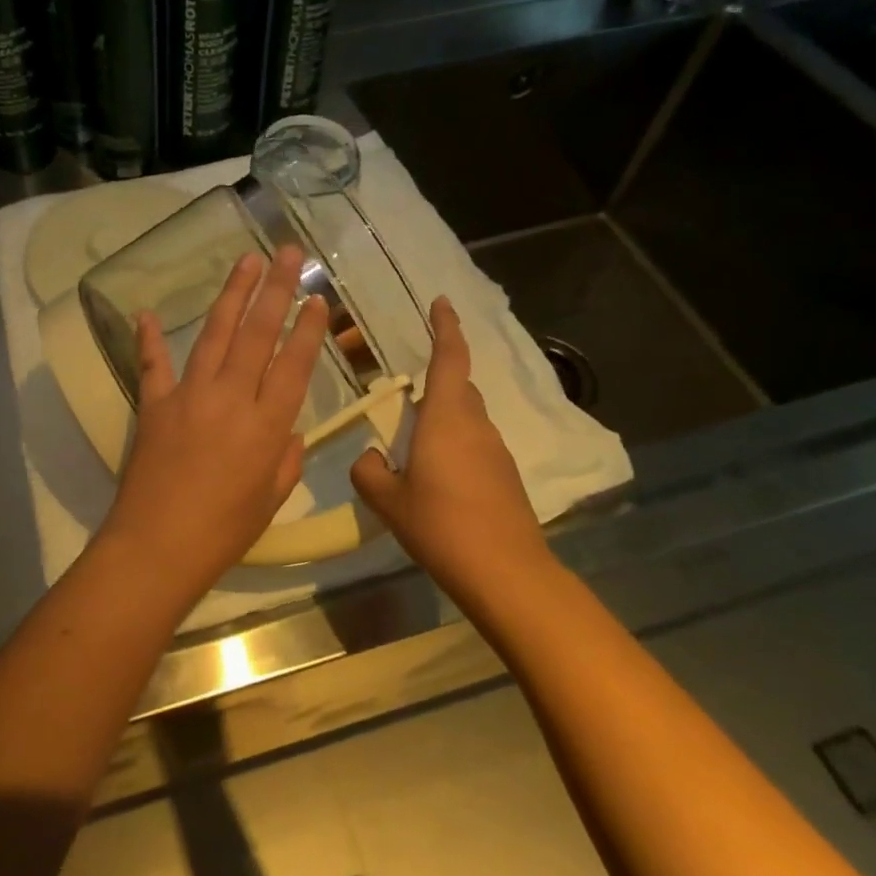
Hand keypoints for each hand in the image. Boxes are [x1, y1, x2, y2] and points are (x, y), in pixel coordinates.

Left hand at [97, 245, 329, 597]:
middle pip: (258, 334)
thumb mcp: (269, 501)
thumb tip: (291, 433)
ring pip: (215, 335)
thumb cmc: (222, 532)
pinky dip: (149, 338)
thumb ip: (286, 461)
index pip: (294, 365)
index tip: (318, 299)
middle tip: (289, 253)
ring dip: (232, 295)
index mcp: (267, 425)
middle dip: (276, 290)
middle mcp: (232, 398)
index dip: (308, 329)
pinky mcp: (155, 404)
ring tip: (246, 261)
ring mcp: (190, 395)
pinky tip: (148, 313)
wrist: (157, 545)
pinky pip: (153, 364)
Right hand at [350, 296, 554, 586]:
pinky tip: (434, 478)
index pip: (449, 358)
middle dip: (437, 380)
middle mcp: (476, 425)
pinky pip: (474, 445)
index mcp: (446, 418)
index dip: (445, 327)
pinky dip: (454, 446)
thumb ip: (369, 471)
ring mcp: (495, 451)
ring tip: (412, 446)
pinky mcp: (505, 476)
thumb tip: (372, 458)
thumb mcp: (388, 500)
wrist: (506, 572)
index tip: (441, 303)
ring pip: (466, 418)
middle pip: (459, 387)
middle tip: (403, 395)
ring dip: (442, 419)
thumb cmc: (441, 525)